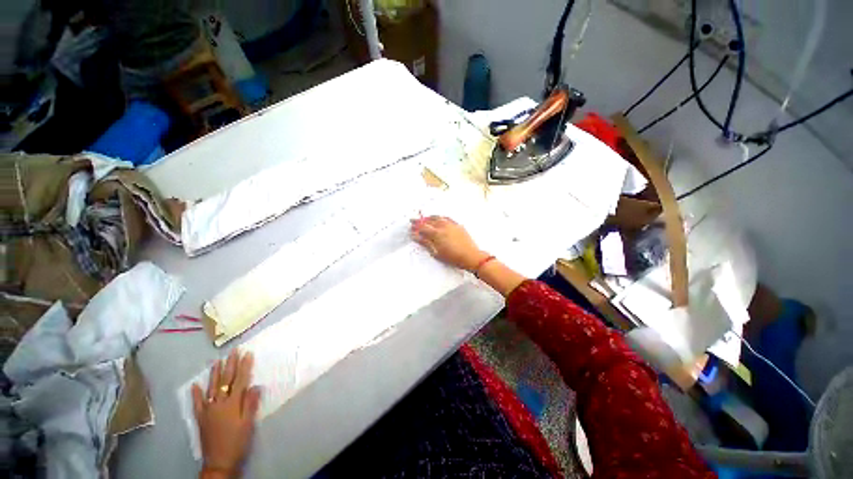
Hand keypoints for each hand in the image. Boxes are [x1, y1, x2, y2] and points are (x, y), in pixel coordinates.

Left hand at [192, 349, 261, 477]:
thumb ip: (250, 404)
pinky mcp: (201, 418)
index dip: (244, 366)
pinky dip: (196, 394)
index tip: (248, 353)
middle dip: (230, 365)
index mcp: (232, 404)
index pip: (240, 381)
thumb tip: (255, 385)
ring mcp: (208, 410)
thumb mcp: (248, 424)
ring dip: (214, 374)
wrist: (219, 462)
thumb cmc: (237, 441)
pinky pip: (197, 403)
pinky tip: (195, 385)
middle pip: (225, 381)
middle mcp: (219, 403)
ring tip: (217, 361)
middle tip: (233, 351)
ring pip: (211, 388)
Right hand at [410, 216, 488, 271]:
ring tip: (425, 219)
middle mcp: (443, 226)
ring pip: (438, 217)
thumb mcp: (436, 253)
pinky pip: (446, 218)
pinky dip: (440, 218)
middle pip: (429, 220)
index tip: (411, 227)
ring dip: (429, 218)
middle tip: (414, 221)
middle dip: (421, 221)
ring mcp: (451, 224)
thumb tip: (416, 236)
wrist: (470, 256)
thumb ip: (426, 243)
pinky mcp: (457, 225)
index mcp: (437, 233)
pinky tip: (438, 219)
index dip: (416, 226)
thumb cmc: (452, 257)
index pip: (423, 227)